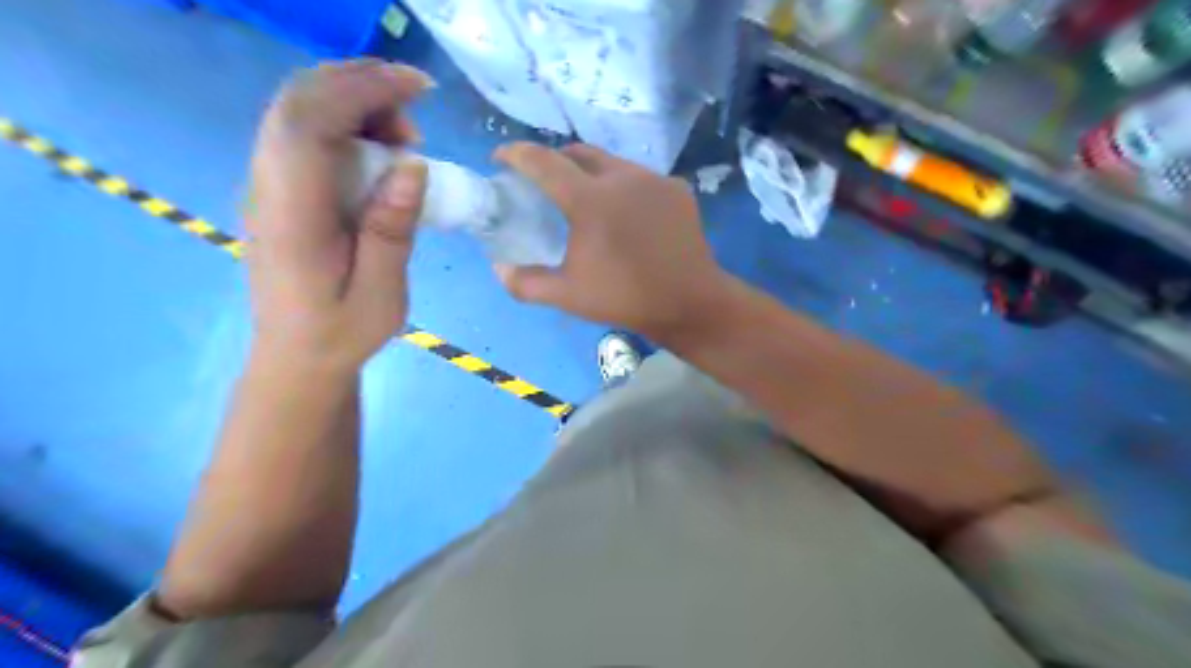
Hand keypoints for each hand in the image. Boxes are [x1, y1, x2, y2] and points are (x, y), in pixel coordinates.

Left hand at [244, 60, 432, 372]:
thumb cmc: (343, 332)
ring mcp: (268, 185)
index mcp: (292, 216)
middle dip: (360, 84)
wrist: (297, 356)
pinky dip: (346, 121)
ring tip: (406, 133)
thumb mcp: (380, 293)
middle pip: (297, 103)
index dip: (361, 91)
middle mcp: (267, 187)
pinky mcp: (280, 189)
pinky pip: (306, 133)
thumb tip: (411, 165)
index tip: (418, 89)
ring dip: (354, 101)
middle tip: (418, 102)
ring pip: (299, 111)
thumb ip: (392, 229)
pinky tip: (381, 146)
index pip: (309, 124)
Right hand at [490, 142, 725, 338]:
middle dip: (554, 159)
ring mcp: (654, 180)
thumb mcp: (567, 296)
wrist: (689, 302)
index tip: (501, 158)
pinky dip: (623, 187)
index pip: (543, 162)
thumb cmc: (625, 298)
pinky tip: (625, 213)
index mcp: (590, 199)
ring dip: (590, 172)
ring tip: (586, 198)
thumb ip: (526, 282)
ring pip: (612, 163)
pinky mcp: (677, 189)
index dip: (516, 154)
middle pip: (578, 152)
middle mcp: (622, 177)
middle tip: (544, 182)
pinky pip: (640, 178)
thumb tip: (499, 268)